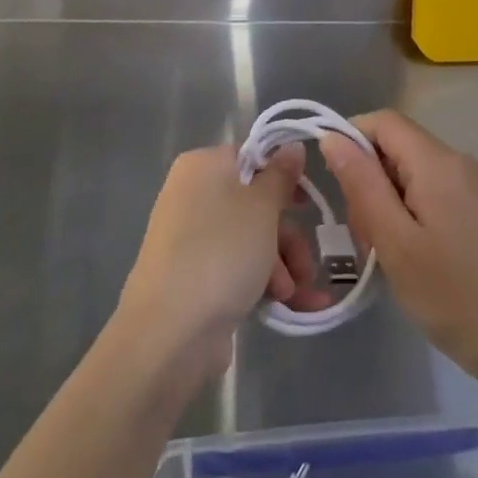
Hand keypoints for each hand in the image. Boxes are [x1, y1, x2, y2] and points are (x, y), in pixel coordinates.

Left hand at [117, 144, 328, 386]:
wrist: (170, 331)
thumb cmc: (221, 251)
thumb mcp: (262, 207)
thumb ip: (281, 175)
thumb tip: (291, 146)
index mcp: (203, 166)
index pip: (251, 158)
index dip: (283, 177)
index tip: (306, 203)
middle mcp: (193, 195)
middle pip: (255, 204)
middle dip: (288, 236)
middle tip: (307, 264)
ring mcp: (192, 238)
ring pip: (251, 240)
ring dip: (282, 265)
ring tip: (294, 294)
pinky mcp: (194, 277)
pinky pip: (237, 268)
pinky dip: (264, 282)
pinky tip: (292, 305)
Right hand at [319, 110, 477, 395]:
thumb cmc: (455, 295)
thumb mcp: (395, 241)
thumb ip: (362, 184)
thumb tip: (332, 137)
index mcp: (437, 161)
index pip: (382, 121)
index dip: (349, 140)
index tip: (334, 186)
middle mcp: (457, 161)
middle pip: (396, 146)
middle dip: (367, 180)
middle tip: (363, 236)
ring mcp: (472, 186)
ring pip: (410, 173)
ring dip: (386, 202)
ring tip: (384, 254)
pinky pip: (430, 192)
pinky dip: (408, 214)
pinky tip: (409, 256)